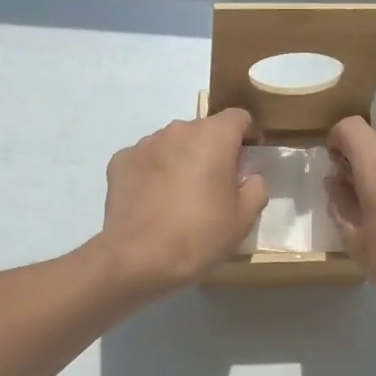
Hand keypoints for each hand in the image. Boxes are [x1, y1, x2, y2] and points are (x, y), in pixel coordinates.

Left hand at [95, 109, 267, 295]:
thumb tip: (251, 177)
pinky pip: (146, 160)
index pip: (238, 117)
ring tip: (180, 195)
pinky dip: (153, 172)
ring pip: (173, 144)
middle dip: (213, 150)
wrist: (137, 258)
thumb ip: (256, 189)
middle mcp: (178, 130)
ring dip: (182, 159)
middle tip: (215, 185)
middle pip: (203, 130)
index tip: (248, 160)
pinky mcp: (120, 161)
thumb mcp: (243, 219)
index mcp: (213, 137)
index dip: (247, 135)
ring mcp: (145, 144)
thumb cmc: (199, 236)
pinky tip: (153, 201)